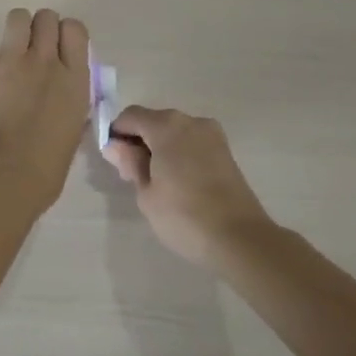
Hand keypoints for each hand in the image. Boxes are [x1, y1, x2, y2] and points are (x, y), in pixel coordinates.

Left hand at [0, 9, 92, 217]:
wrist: (6, 174)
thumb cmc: (47, 166)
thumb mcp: (73, 131)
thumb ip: (72, 105)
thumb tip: (66, 97)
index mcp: (75, 78)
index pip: (75, 29)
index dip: (65, 34)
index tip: (59, 48)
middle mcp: (46, 60)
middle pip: (46, 17)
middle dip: (40, 29)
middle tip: (32, 50)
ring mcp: (12, 60)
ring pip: (18, 17)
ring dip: (16, 30)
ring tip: (9, 50)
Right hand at [102, 106, 274, 268]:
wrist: (241, 240)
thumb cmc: (184, 215)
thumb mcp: (146, 193)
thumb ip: (130, 163)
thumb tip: (115, 146)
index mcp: (166, 125)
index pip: (130, 116)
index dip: (117, 133)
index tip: (114, 161)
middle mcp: (190, 121)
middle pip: (154, 121)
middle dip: (139, 141)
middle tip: (133, 176)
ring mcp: (212, 135)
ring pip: (175, 133)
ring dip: (160, 148)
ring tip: (157, 183)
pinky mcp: (226, 152)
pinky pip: (192, 144)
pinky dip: (180, 155)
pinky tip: (178, 184)